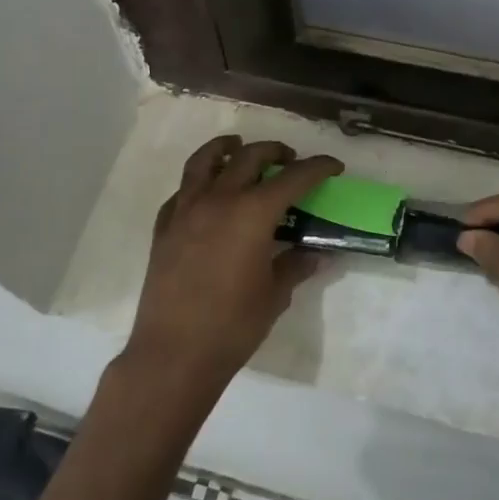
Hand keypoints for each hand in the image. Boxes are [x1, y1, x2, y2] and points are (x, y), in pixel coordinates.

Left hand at [121, 135, 341, 405]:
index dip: (317, 168)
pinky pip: (182, 191)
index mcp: (252, 212)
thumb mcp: (274, 295)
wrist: (174, 353)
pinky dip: (198, 182)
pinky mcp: (164, 227)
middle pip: (249, 157)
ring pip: (205, 161)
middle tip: (290, 159)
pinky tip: (206, 193)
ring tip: (237, 146)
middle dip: (274, 151)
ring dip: (226, 148)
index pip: (293, 178)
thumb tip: (316, 253)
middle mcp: (219, 199)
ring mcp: (186, 210)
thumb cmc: (233, 325)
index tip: (333, 166)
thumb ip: (295, 266)